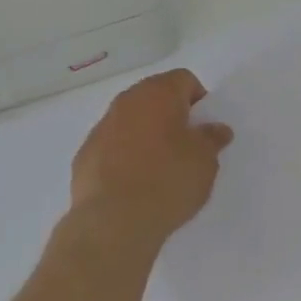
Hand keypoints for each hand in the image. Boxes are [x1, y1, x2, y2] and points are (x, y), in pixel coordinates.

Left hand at [70, 69, 234, 246]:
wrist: (113, 220)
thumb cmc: (168, 180)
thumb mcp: (205, 161)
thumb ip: (212, 139)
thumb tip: (216, 129)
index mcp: (158, 94)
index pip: (184, 80)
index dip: (199, 100)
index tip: (204, 128)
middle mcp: (126, 102)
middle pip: (154, 97)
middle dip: (171, 115)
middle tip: (185, 147)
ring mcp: (101, 127)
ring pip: (130, 121)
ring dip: (145, 135)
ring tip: (159, 169)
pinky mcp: (84, 155)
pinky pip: (112, 146)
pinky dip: (124, 156)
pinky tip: (134, 184)